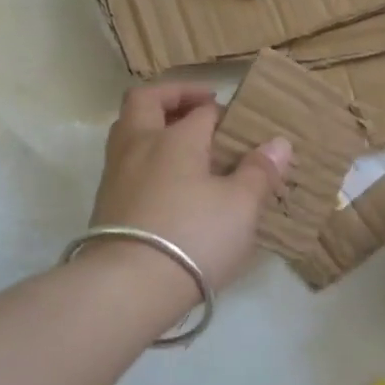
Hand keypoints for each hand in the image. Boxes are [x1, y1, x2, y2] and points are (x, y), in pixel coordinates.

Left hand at [88, 82, 291, 294]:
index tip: (243, 125)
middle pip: (146, 101)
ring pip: (129, 132)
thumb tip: (279, 143)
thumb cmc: (193, 236)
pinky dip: (147, 160)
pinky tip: (170, 185)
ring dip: (154, 127)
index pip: (201, 110)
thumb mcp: (241, 206)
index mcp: (174, 138)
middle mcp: (139, 146)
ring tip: (185, 146)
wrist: (128, 287)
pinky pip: (126, 165)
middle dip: (173, 97)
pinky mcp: (105, 205)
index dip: (223, 112)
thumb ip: (259, 171)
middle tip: (199, 108)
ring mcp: (116, 175)